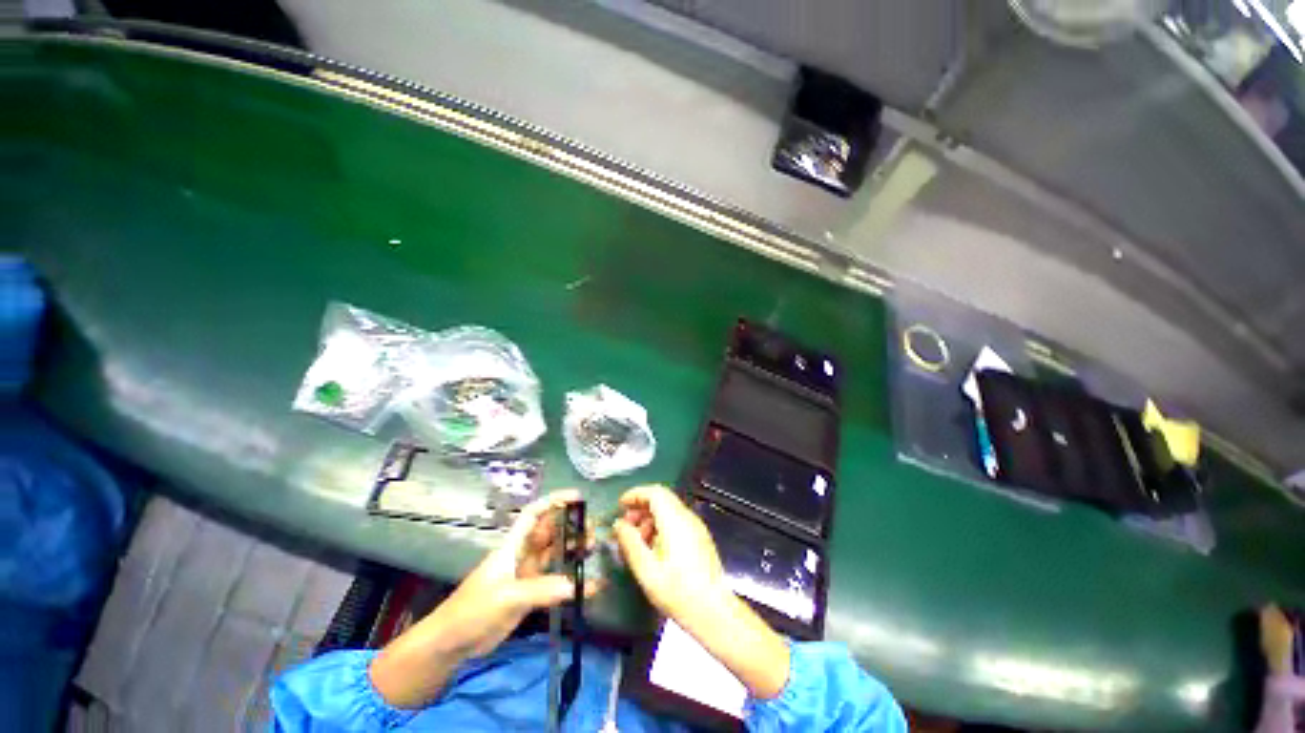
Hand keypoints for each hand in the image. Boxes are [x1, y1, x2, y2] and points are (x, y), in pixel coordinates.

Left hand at [371, 490, 599, 707]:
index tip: (577, 496)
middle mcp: (522, 555)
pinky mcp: (530, 595)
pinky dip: (571, 582)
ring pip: (555, 554)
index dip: (554, 501)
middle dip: (571, 525)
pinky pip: (555, 582)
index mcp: (513, 546)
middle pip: (550, 532)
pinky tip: (589, 586)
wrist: (452, 644)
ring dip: (573, 549)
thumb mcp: (505, 597)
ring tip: (594, 548)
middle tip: (592, 529)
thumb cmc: (472, 610)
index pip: (534, 514)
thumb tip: (574, 584)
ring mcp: (527, 575)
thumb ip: (540, 590)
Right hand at [612, 485, 790, 698]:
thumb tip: (619, 524)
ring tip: (637, 541)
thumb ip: (630, 543)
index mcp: (675, 520)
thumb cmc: (677, 592)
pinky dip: (661, 526)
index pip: (654, 492)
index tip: (620, 505)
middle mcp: (687, 517)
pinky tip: (654, 549)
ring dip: (650, 518)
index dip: (635, 494)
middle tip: (626, 526)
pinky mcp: (700, 538)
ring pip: (669, 510)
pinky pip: (677, 521)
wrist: (714, 611)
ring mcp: (696, 527)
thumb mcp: (646, 570)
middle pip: (662, 499)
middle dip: (641, 507)